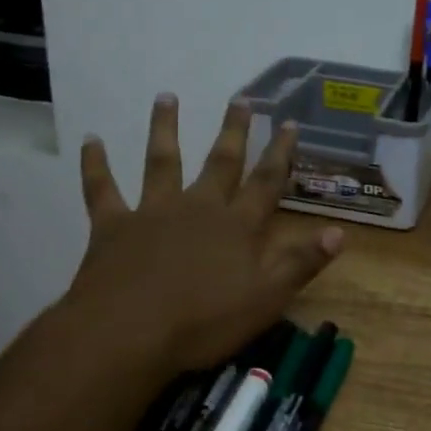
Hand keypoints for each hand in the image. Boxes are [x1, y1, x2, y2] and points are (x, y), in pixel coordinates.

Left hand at [66, 93, 343, 371]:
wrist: (127, 334)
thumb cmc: (203, 321)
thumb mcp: (266, 299)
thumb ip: (302, 263)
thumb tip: (340, 232)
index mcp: (237, 225)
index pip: (267, 182)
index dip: (281, 153)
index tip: (289, 123)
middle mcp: (199, 207)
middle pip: (221, 161)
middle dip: (234, 130)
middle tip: (240, 98)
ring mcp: (154, 212)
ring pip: (162, 161)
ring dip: (164, 128)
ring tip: (166, 96)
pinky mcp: (113, 226)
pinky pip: (102, 189)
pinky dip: (95, 165)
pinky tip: (90, 141)